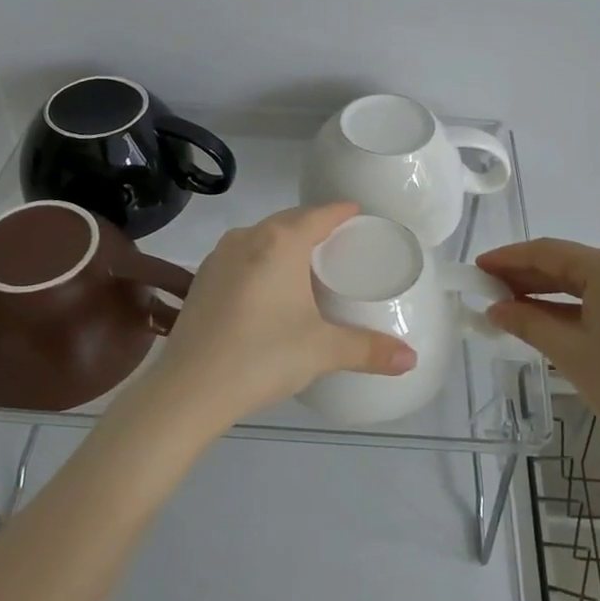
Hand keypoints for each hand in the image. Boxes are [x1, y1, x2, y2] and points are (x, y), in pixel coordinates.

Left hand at [147, 202, 415, 433]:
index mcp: (281, 242)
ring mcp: (219, 256)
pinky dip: (260, 259)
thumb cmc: (263, 356)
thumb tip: (411, 359)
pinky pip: (241, 255)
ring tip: (304, 262)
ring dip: (284, 242)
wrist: (188, 388)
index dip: (341, 212)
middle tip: (338, 243)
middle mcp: (248, 238)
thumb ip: (369, 350)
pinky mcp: (201, 279)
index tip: (358, 214)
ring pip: (261, 236)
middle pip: (289, 220)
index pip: (319, 214)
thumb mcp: (323, 351)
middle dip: (314, 225)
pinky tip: (266, 286)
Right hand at [476, 239, 599, 441]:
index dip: (509, 258)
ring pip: (586, 278)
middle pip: (568, 262)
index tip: (478, 267)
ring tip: (508, 300)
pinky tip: (544, 312)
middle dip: (527, 274)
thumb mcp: (569, 352)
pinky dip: (574, 301)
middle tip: (488, 287)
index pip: (549, 252)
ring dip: (548, 289)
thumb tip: (494, 308)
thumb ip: (527, 321)